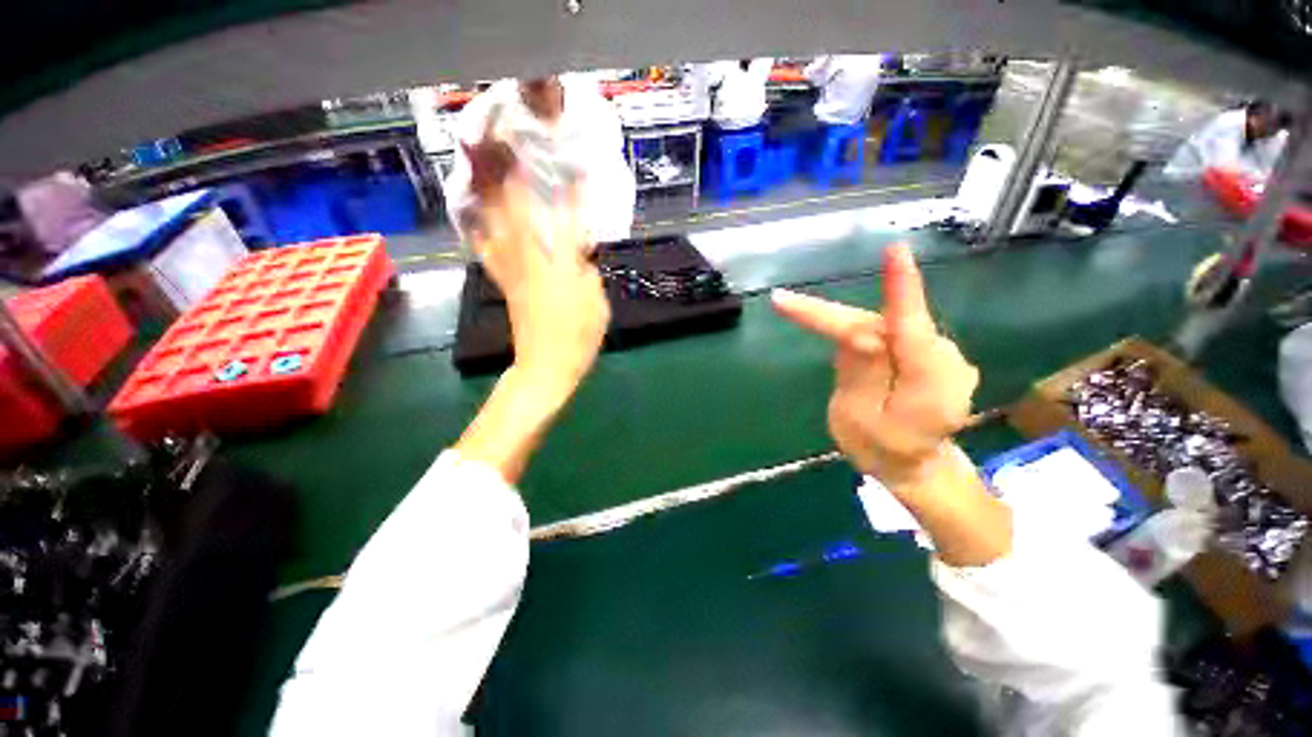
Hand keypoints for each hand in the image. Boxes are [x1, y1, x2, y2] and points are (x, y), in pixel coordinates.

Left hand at [474, 174, 609, 405]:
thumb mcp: (598, 307)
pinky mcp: (504, 283)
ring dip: (489, 194)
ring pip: (497, 225)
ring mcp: (514, 271)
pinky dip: (479, 228)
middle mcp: (533, 262)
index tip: (574, 170)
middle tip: (503, 145)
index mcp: (562, 269)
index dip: (573, 196)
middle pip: (518, 213)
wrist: (546, 366)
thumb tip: (581, 259)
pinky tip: (473, 214)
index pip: (569, 224)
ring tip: (482, 166)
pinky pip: (487, 250)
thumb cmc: (578, 339)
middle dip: (510, 177)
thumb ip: (590, 277)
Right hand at [772, 244, 978, 486]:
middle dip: (832, 318)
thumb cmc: (882, 451)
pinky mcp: (929, 354)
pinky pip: (889, 337)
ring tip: (825, 354)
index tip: (895, 251)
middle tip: (784, 304)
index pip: (910, 329)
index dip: (900, 289)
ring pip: (882, 328)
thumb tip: (857, 332)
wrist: (914, 468)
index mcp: (930, 384)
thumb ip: (860, 375)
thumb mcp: (858, 418)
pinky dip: (861, 341)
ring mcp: (941, 355)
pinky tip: (858, 368)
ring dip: (844, 332)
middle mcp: (944, 359)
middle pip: (883, 324)